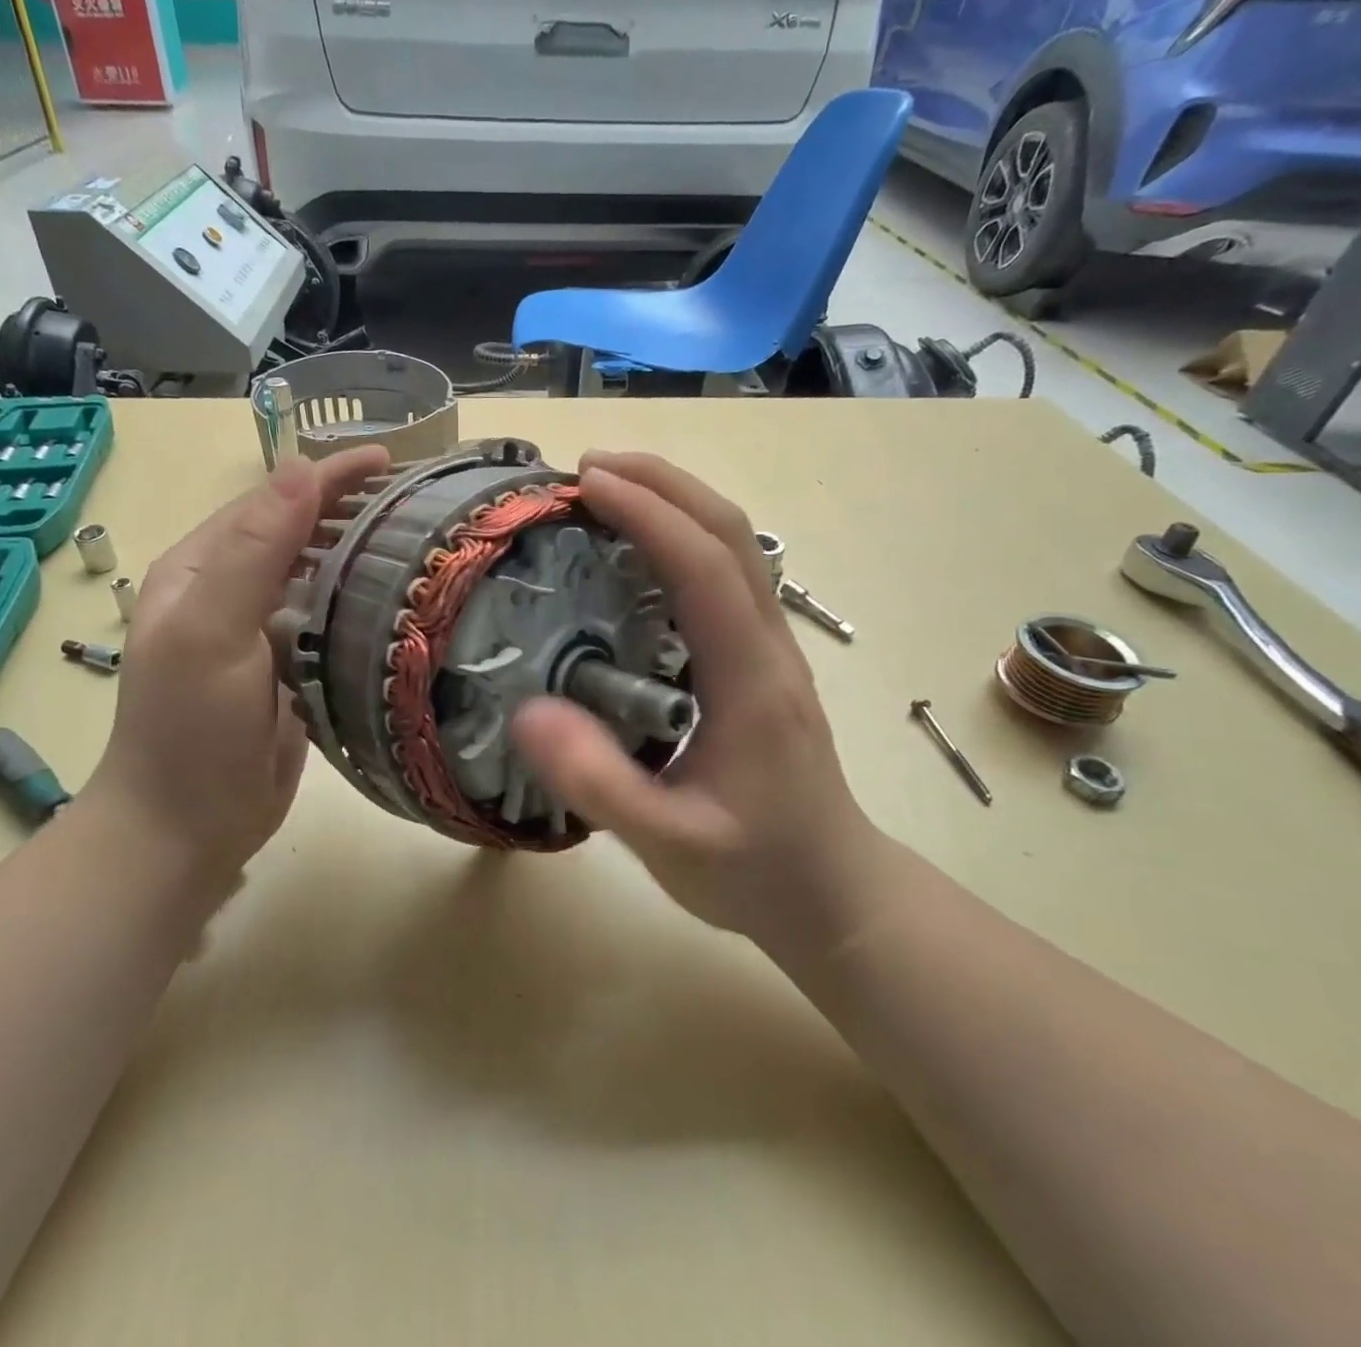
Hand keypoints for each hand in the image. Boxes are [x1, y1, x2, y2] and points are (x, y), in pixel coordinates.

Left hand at [79, 447, 388, 882]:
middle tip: (418, 499)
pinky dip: (362, 600)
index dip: (327, 476)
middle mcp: (230, 591)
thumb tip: (301, 468)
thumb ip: (253, 550)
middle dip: (350, 507)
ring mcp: (261, 632)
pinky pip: (330, 619)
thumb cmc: (190, 728)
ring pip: (318, 574)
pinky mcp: (288, 669)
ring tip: (420, 539)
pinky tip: (400, 599)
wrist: (186, 827)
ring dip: (361, 550)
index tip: (390, 460)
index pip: (272, 501)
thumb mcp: (210, 630)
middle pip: (298, 531)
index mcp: (202, 569)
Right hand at [511, 452, 884, 947]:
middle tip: (589, 466)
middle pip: (730, 533)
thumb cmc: (754, 870)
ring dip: (677, 501)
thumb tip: (527, 712)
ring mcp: (773, 649)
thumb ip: (600, 785)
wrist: (833, 894)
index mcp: (752, 680)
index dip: (648, 513)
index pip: (703, 567)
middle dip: (663, 483)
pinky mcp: (762, 660)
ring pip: (736, 546)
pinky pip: (726, 574)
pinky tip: (640, 551)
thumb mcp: (668, 844)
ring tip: (610, 488)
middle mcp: (770, 646)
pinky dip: (683, 537)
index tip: (587, 482)